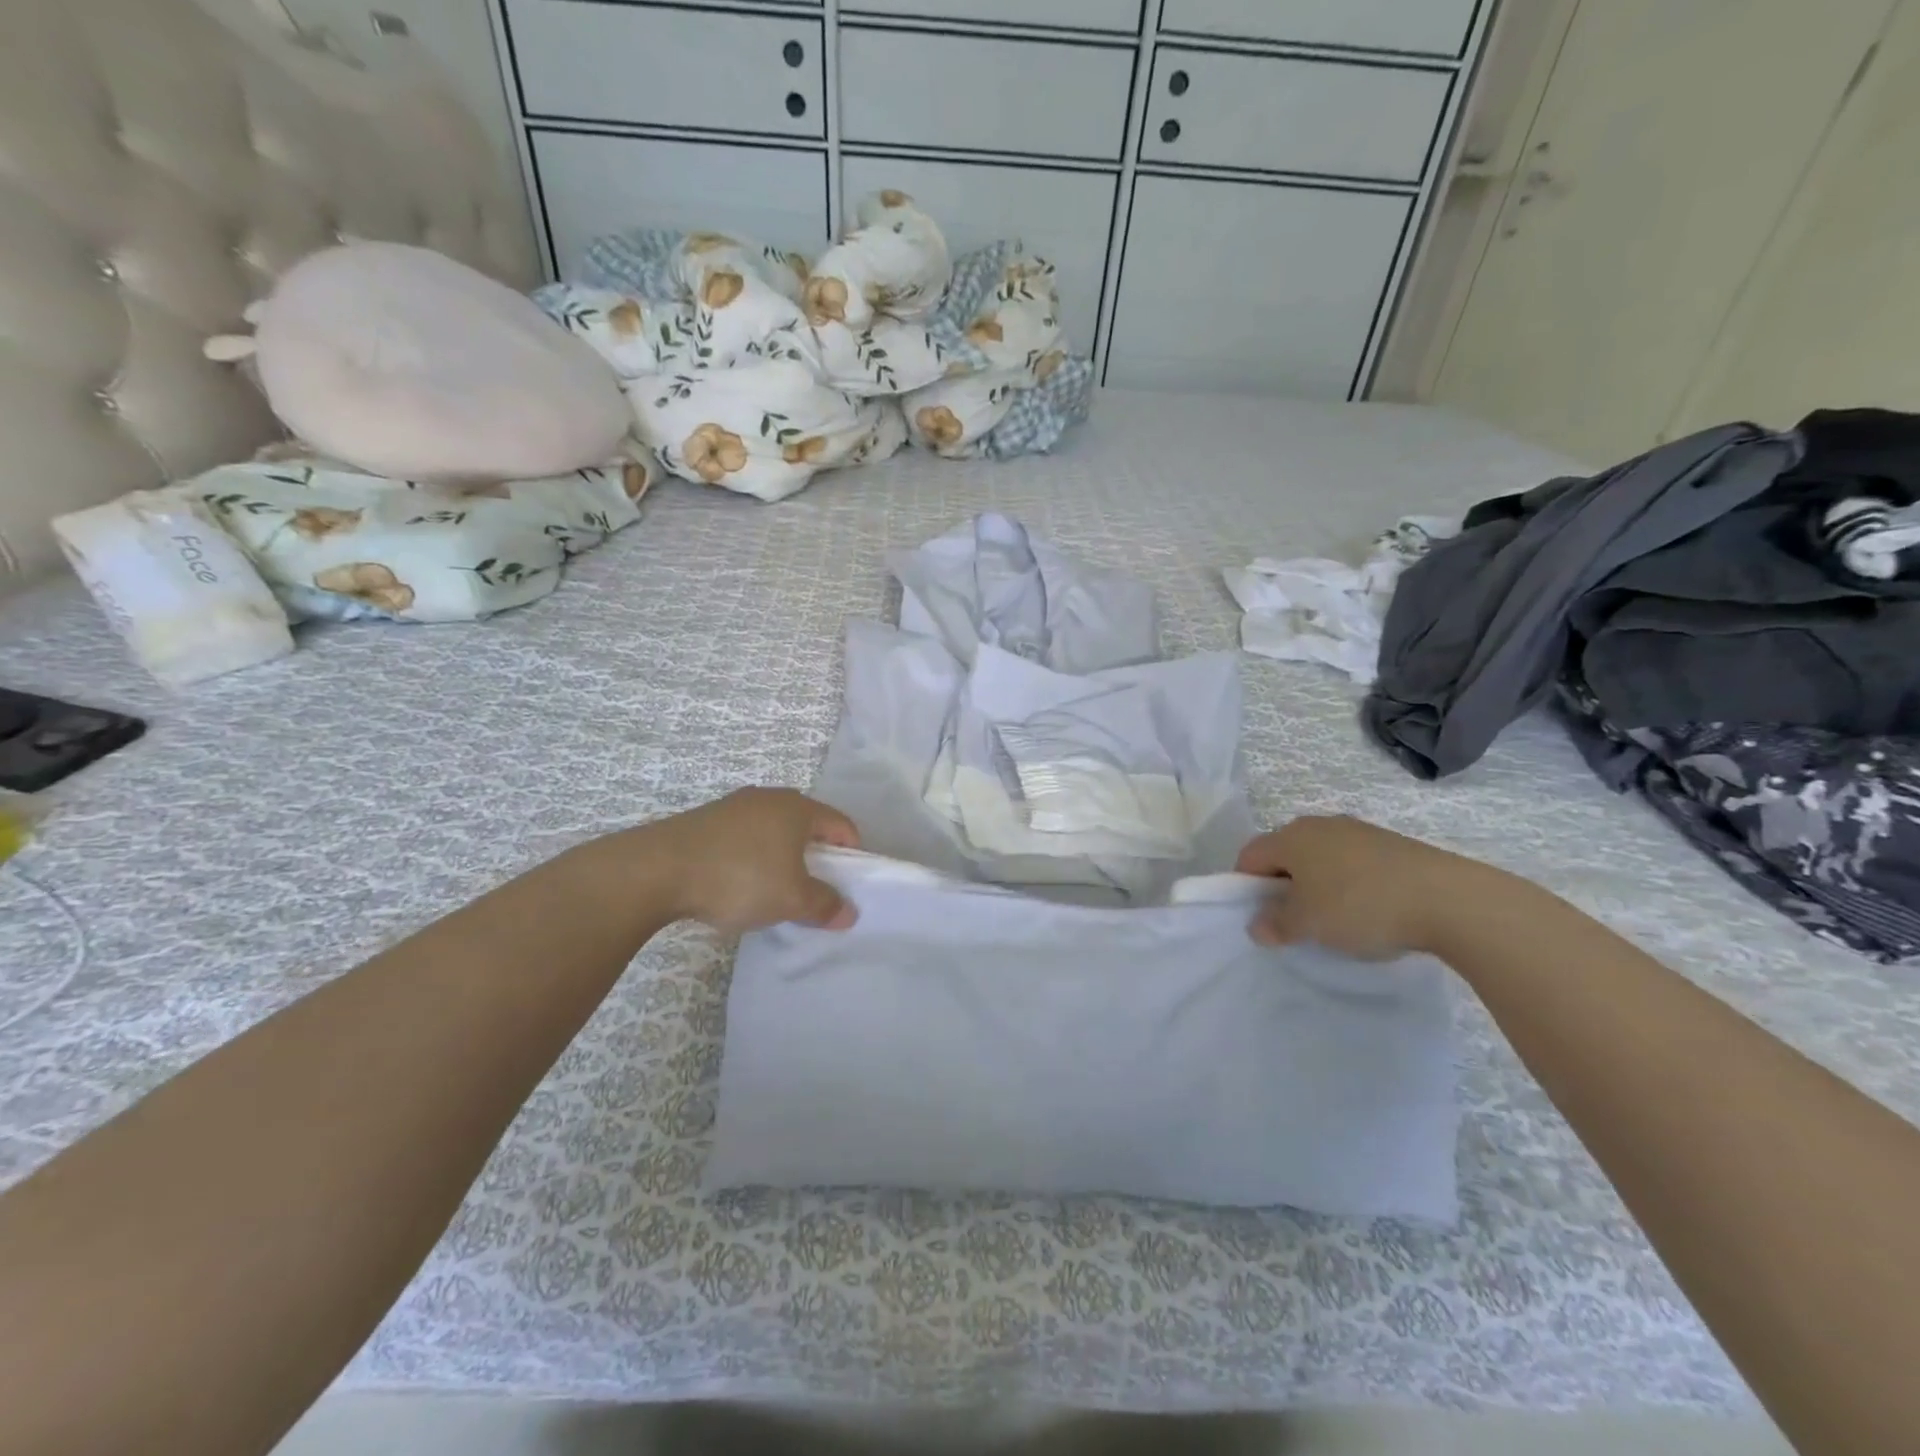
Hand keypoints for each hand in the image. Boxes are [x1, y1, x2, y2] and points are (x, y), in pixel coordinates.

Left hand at [642, 788, 861, 933]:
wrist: (656, 870)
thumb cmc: (739, 877)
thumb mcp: (790, 899)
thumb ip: (824, 905)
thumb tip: (849, 913)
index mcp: (798, 808)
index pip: (841, 824)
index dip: (852, 853)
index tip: (848, 884)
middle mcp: (769, 798)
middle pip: (807, 825)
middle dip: (816, 856)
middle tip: (813, 889)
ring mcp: (733, 806)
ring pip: (772, 831)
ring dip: (781, 857)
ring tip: (773, 890)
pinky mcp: (705, 820)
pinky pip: (743, 837)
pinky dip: (751, 857)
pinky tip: (737, 884)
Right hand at [1235, 814, 1479, 958]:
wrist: (1449, 900)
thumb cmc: (1360, 906)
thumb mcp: (1308, 924)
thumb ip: (1275, 924)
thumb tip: (1257, 926)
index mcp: (1291, 836)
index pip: (1250, 856)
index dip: (1245, 887)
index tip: (1261, 919)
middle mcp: (1319, 825)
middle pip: (1285, 855)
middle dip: (1282, 887)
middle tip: (1295, 922)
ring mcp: (1359, 831)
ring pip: (1320, 859)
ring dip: (1317, 887)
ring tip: (1335, 920)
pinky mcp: (1391, 845)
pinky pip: (1353, 864)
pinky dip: (1350, 885)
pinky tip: (1369, 912)